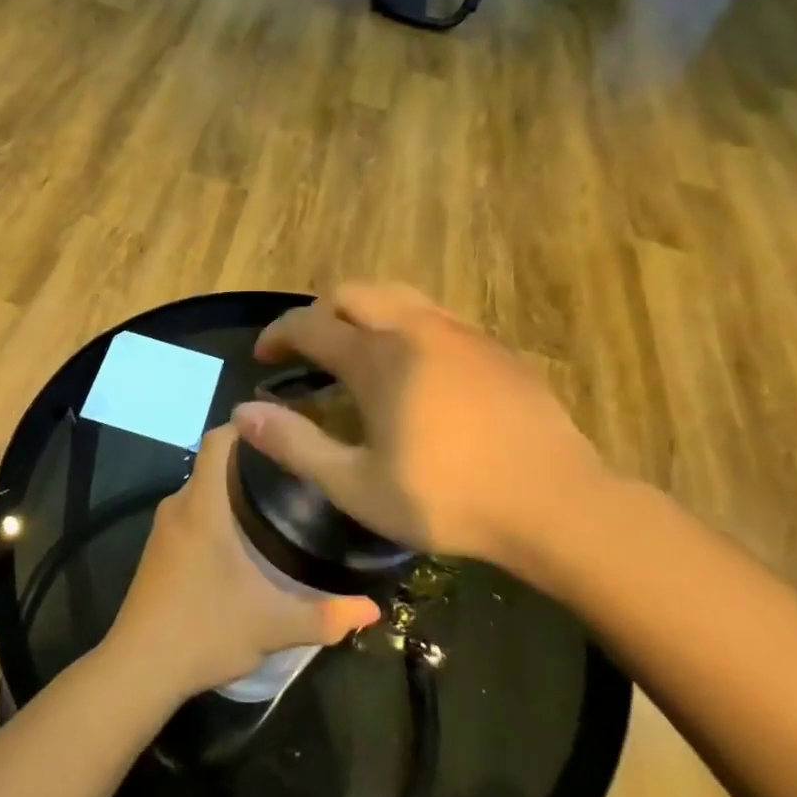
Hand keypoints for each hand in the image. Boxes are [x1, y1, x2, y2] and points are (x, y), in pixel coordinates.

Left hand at [105, 426, 379, 699]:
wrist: (138, 669)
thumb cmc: (204, 630)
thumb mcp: (273, 625)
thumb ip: (327, 615)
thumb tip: (373, 609)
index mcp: (202, 505)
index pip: (219, 439)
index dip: (249, 426)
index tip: (287, 431)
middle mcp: (178, 506)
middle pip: (214, 462)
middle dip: (253, 461)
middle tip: (298, 471)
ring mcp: (163, 529)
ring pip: (202, 490)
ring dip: (234, 489)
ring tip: (280, 501)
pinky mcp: (157, 551)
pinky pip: (191, 512)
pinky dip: (217, 511)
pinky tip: (245, 538)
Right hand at [232, 283, 617, 588]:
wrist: (555, 503)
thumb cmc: (447, 499)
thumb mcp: (356, 485)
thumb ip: (294, 445)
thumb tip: (241, 413)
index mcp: (378, 357)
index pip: (311, 324)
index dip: (278, 334)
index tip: (262, 355)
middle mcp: (415, 328)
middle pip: (353, 293)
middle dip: (319, 313)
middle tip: (306, 350)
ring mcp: (460, 332)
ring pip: (397, 296)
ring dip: (363, 313)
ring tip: (355, 351)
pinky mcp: (493, 347)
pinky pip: (434, 315)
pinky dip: (403, 324)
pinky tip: (412, 367)